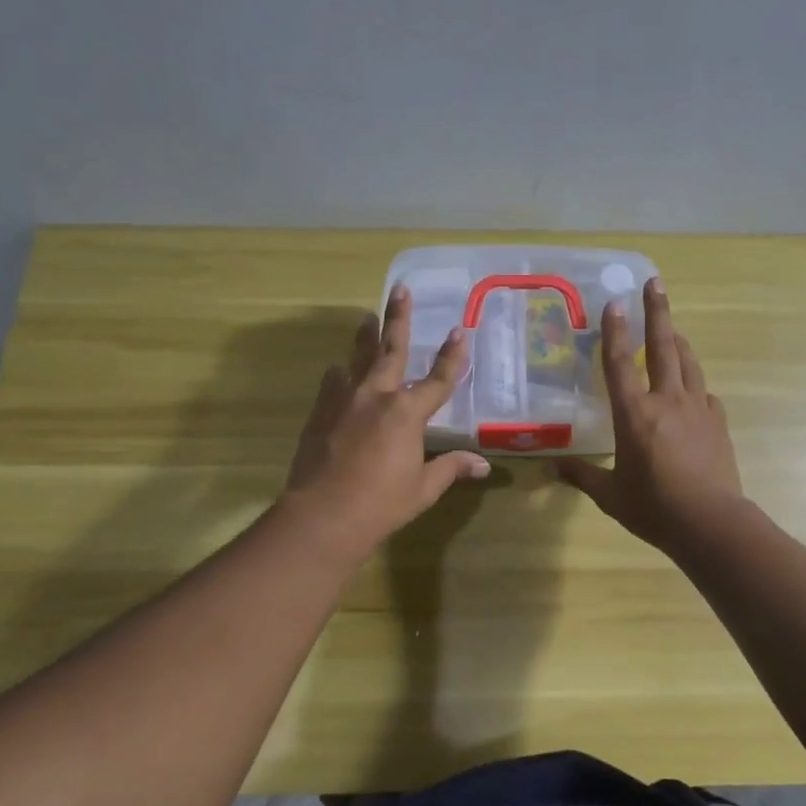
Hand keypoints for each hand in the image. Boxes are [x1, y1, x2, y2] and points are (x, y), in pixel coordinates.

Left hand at [282, 286, 490, 554]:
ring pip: (357, 358)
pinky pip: (332, 383)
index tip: (460, 331)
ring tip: (366, 317)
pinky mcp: (321, 412)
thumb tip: (483, 465)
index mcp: (408, 413)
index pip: (438, 378)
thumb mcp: (423, 487)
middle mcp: (377, 396)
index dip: (452, 355)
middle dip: (398, 318)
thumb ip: (451, 468)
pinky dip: (340, 374)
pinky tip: (339, 370)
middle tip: (400, 290)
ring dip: (365, 337)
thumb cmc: (381, 503)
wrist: (323, 514)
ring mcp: (345, 400)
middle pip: (392, 349)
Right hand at [557, 277, 743, 551]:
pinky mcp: (717, 423)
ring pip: (688, 363)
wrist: (711, 522)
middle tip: (656, 283)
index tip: (614, 302)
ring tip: (673, 327)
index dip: (615, 330)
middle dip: (657, 312)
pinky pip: (704, 393)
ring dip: (679, 340)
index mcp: (635, 414)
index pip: (621, 363)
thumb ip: (583, 476)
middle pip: (663, 347)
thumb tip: (553, 467)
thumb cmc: (654, 508)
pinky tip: (693, 388)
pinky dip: (695, 383)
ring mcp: (697, 409)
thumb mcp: (610, 495)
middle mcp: (666, 401)